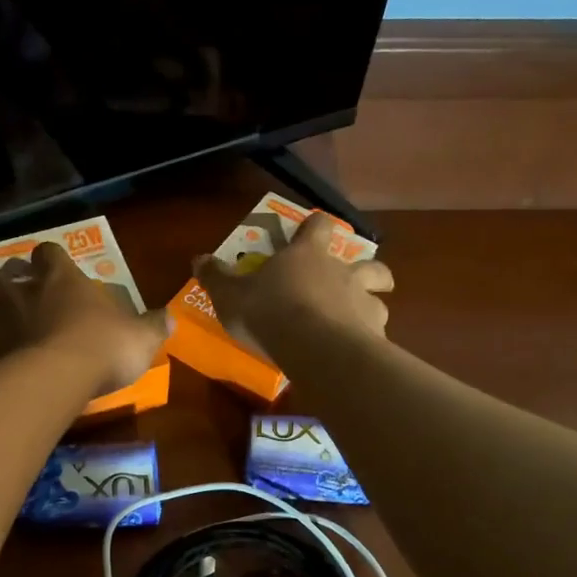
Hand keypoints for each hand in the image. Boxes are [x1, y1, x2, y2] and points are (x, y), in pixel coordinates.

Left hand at [0, 243, 167, 394]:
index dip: (48, 260)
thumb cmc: (100, 346)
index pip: (47, 253)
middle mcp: (17, 293)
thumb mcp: (140, 337)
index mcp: (58, 279)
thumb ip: (153, 326)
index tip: (53, 270)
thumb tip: (170, 317)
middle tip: (16, 306)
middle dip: (3, 291)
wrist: (54, 379)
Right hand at [193, 214, 393, 357]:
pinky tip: (357, 351)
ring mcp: (363, 302)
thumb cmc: (270, 311)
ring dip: (370, 304)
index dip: (316, 226)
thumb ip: (216, 277)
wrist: (315, 347)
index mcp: (307, 255)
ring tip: (356, 321)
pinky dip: (370, 338)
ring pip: (379, 297)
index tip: (312, 230)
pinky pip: (377, 331)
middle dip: (368, 269)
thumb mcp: (231, 295)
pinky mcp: (374, 333)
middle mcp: (342, 271)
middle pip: (369, 262)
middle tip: (355, 280)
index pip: (319, 225)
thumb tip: (198, 258)